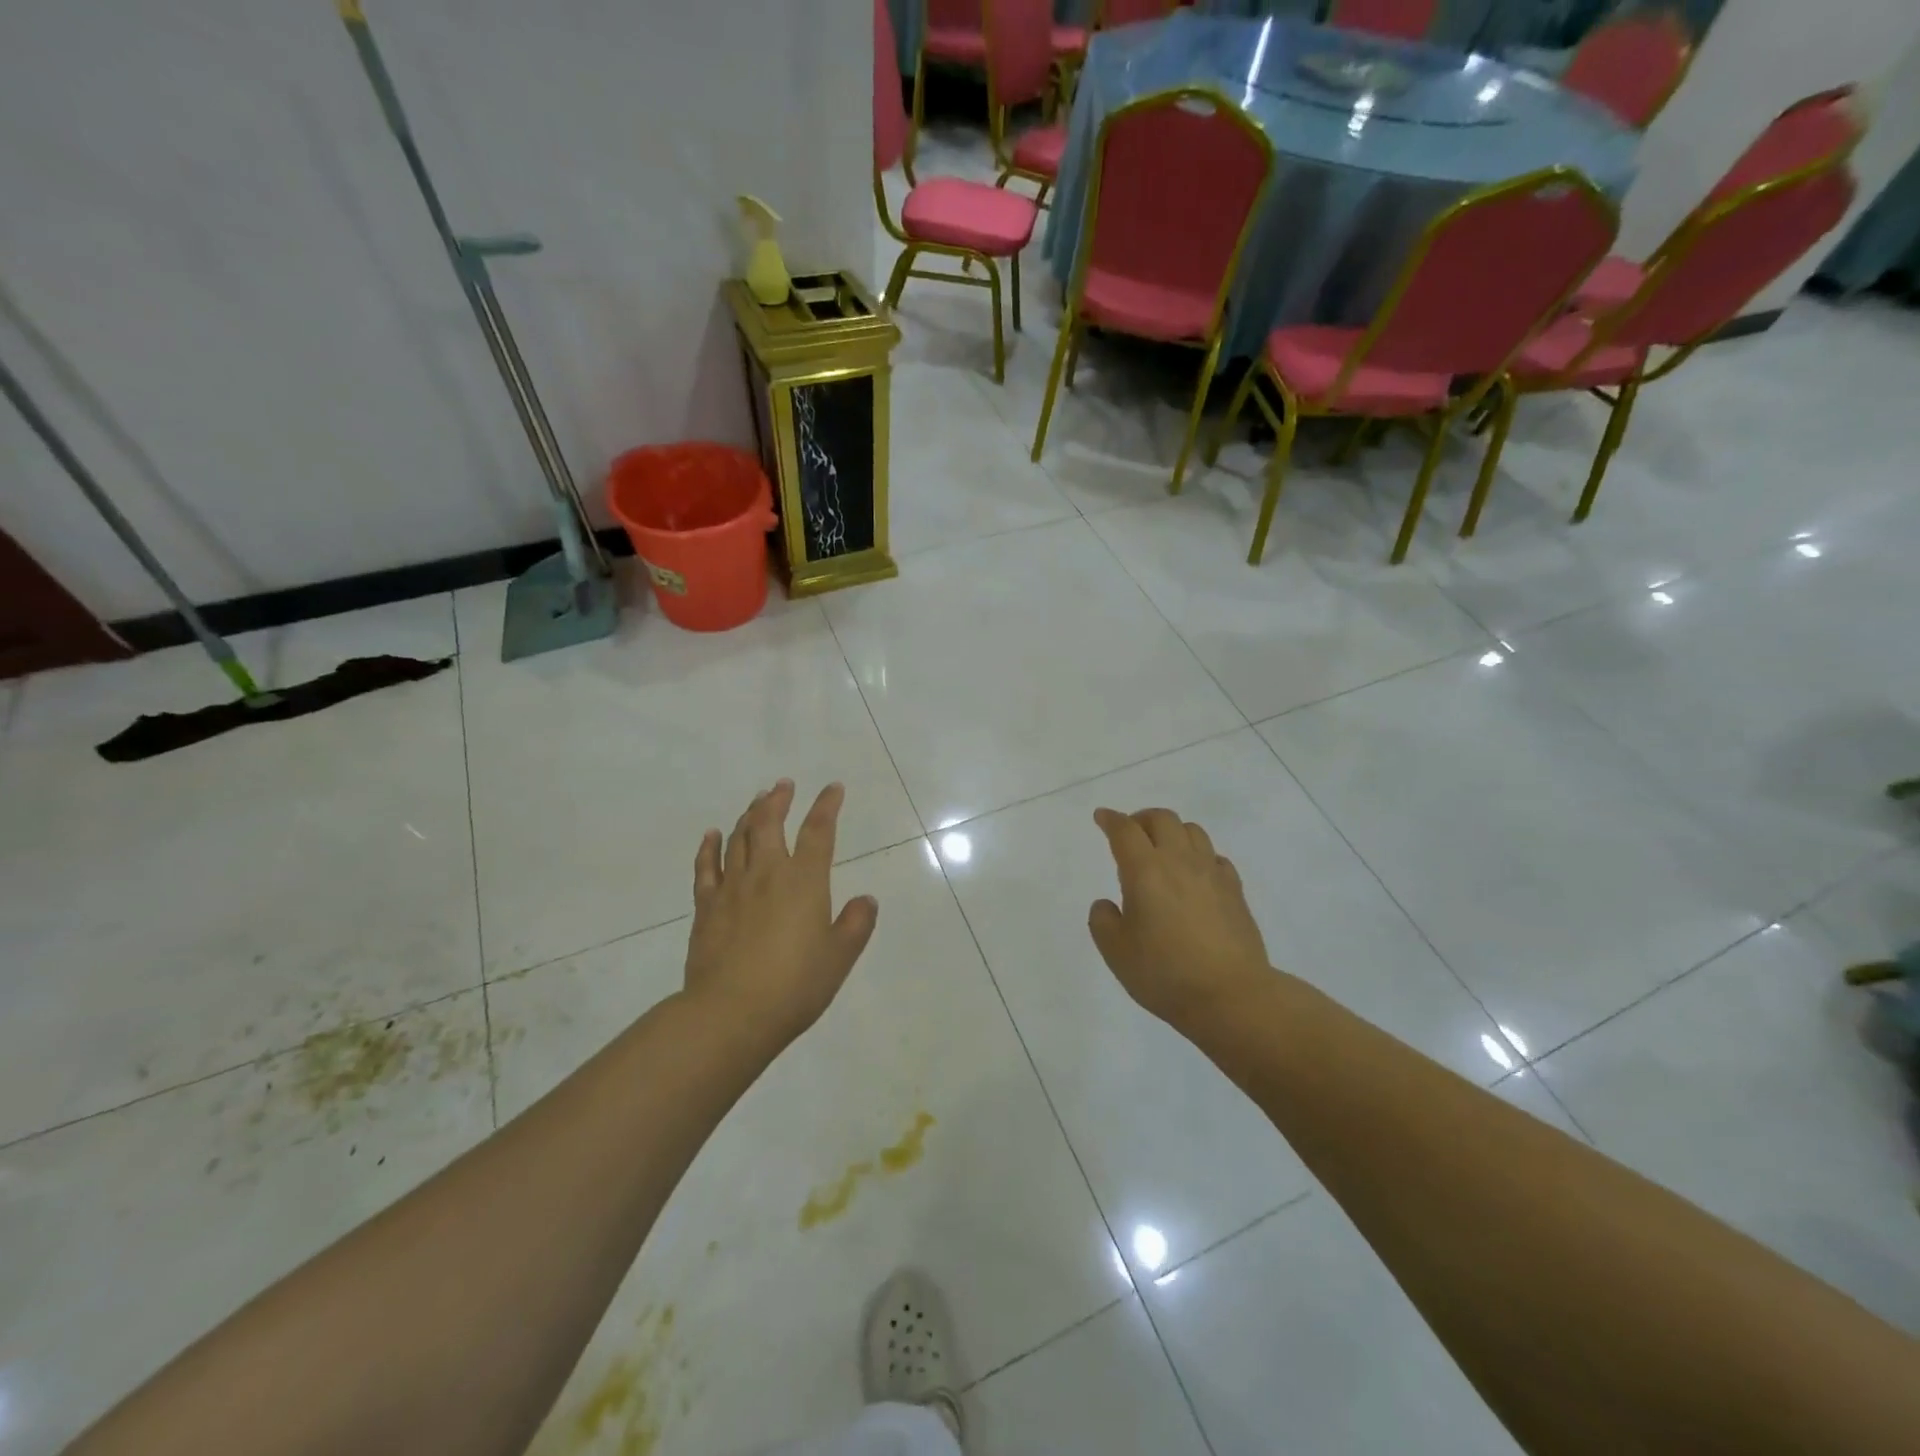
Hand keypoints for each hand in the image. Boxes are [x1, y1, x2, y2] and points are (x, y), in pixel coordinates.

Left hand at [685, 780, 878, 1049]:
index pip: (819, 832)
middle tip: (784, 785)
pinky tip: (712, 835)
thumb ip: (856, 924)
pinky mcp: (706, 907)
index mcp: (804, 881)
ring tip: (757, 802)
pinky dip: (709, 847)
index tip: (833, 789)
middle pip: (770, 823)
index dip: (827, 806)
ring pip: (738, 838)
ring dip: (749, 815)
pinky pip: (706, 867)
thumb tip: (866, 900)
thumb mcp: (840, 957)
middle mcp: (767, 873)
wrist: (731, 1013)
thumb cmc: (795, 985)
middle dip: (779, 799)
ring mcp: (732, 888)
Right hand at [1088, 807, 1271, 1030]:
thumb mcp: (1116, 952)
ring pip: (1192, 831)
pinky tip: (1194, 875)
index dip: (1110, 820)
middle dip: (1142, 819)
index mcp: (1145, 871)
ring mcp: (1211, 873)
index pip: (1125, 831)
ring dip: (1172, 832)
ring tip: (1163, 851)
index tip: (1102, 817)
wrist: (1231, 996)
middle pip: (1163, 819)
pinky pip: (1215, 857)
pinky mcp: (1235, 890)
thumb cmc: (1165, 974)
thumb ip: (1103, 921)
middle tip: (1131, 835)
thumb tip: (1107, 904)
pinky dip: (1199, 856)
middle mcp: (1179, 861)